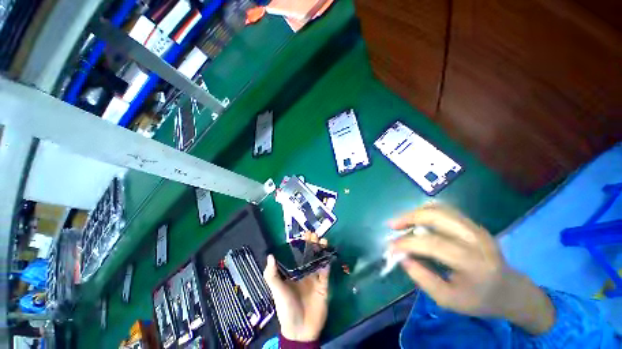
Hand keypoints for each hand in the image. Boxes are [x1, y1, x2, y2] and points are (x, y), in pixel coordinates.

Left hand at [263, 233, 329, 341]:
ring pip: (319, 259)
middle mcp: (304, 272)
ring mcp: (315, 277)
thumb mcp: (277, 290)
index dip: (301, 243)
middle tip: (314, 234)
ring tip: (322, 240)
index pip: (298, 253)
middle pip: (309, 254)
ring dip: (321, 249)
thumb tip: (270, 255)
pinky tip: (327, 253)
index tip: (304, 233)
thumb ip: (272, 275)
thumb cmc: (286, 308)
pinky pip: (326, 271)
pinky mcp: (323, 284)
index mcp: (294, 271)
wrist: (300, 330)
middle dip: (312, 243)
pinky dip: (327, 262)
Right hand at [389, 204, 554, 334]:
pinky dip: (425, 212)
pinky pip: (444, 210)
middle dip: (409, 217)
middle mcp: (476, 239)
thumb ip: (423, 279)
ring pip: (439, 208)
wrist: (510, 290)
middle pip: (437, 216)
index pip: (434, 244)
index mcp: (474, 263)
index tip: (391, 247)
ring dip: (415, 213)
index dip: (408, 243)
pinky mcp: (473, 223)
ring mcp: (476, 227)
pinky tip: (417, 221)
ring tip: (402, 223)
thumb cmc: (479, 299)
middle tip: (392, 226)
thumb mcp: (449, 300)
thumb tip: (402, 257)